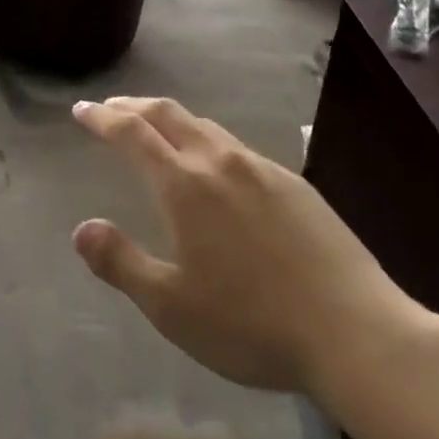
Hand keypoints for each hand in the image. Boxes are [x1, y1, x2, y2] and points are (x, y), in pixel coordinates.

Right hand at [71, 97, 437, 406]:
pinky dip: (208, 141)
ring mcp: (263, 169)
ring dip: (172, 120)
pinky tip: (216, 167)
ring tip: (158, 129)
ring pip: (206, 126)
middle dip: (134, 106)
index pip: (132, 133)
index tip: (82, 110)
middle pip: (168, 115)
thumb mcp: (171, 306)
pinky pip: (238, 147)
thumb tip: (81, 228)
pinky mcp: (295, 184)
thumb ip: (121, 263)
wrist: (356, 332)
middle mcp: (220, 162)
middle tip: (112, 108)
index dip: (103, 118)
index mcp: (185, 185)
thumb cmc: (251, 323)